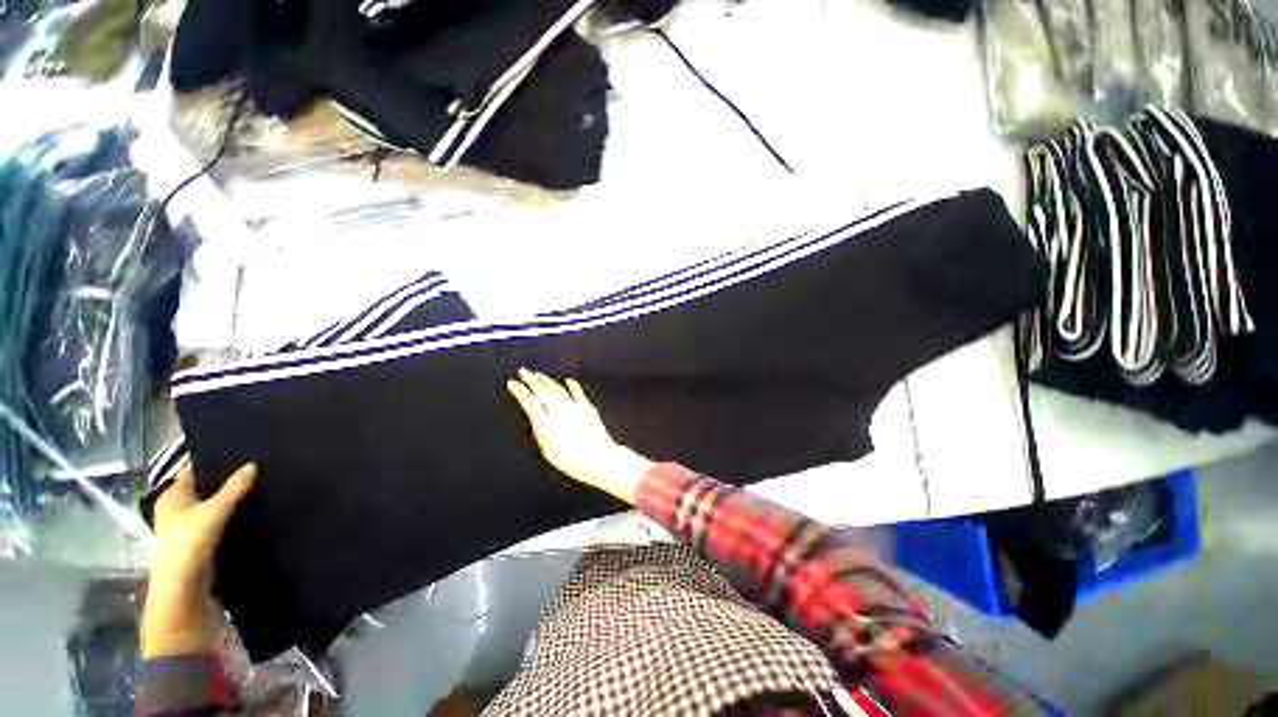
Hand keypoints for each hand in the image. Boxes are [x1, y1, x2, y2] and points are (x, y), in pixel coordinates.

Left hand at [142, 460, 255, 657]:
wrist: (184, 590)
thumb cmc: (189, 545)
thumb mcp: (214, 512)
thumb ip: (234, 488)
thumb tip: (253, 464)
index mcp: (171, 496)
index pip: (192, 469)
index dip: (211, 460)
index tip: (238, 449)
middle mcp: (176, 508)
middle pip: (203, 487)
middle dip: (224, 479)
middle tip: (254, 465)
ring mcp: (187, 527)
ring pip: (212, 504)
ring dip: (229, 498)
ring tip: (257, 485)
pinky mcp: (200, 542)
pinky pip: (218, 520)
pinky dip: (231, 514)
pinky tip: (250, 511)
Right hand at [507, 369, 653, 503]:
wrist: (599, 457)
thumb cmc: (571, 460)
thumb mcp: (547, 451)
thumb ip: (540, 432)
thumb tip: (536, 419)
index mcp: (546, 422)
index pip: (529, 402)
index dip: (520, 391)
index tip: (512, 383)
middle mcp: (559, 410)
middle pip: (542, 391)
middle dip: (531, 380)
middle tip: (523, 371)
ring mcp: (574, 407)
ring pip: (558, 389)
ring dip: (548, 381)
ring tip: (539, 375)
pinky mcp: (587, 407)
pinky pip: (578, 392)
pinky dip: (573, 385)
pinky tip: (568, 380)